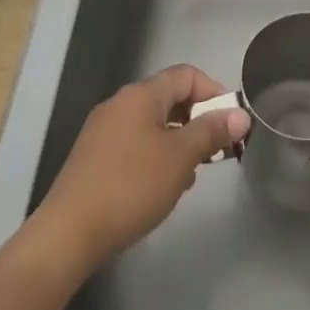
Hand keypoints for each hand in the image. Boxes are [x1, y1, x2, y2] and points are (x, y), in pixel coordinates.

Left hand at [32, 64, 249, 268]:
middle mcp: (120, 104)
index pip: (186, 75)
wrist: (68, 234)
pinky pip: (135, 143)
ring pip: (153, 124)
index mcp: (141, 95)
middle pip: (169, 98)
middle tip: (216, 152)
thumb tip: (240, 115)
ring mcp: (103, 130)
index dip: (214, 92)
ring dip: (178, 142)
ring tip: (190, 175)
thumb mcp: (181, 157)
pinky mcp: (93, 157)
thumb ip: (212, 132)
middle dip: (198, 121)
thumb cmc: (131, 187)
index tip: (231, 123)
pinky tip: (160, 187)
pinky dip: (155, 156)